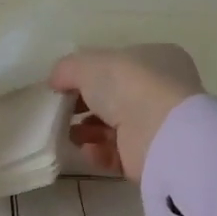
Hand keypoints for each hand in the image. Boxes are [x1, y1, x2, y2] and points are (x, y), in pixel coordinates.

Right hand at [49, 44, 203, 180]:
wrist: (158, 133)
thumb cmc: (128, 84)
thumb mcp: (87, 64)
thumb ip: (67, 68)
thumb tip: (55, 81)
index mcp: (157, 59)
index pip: (119, 64)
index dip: (90, 73)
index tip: (65, 84)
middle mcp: (161, 90)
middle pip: (113, 97)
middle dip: (84, 104)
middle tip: (62, 110)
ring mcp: (157, 125)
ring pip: (113, 127)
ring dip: (87, 130)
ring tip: (69, 133)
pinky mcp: (150, 156)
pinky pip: (118, 153)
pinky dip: (99, 152)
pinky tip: (87, 149)